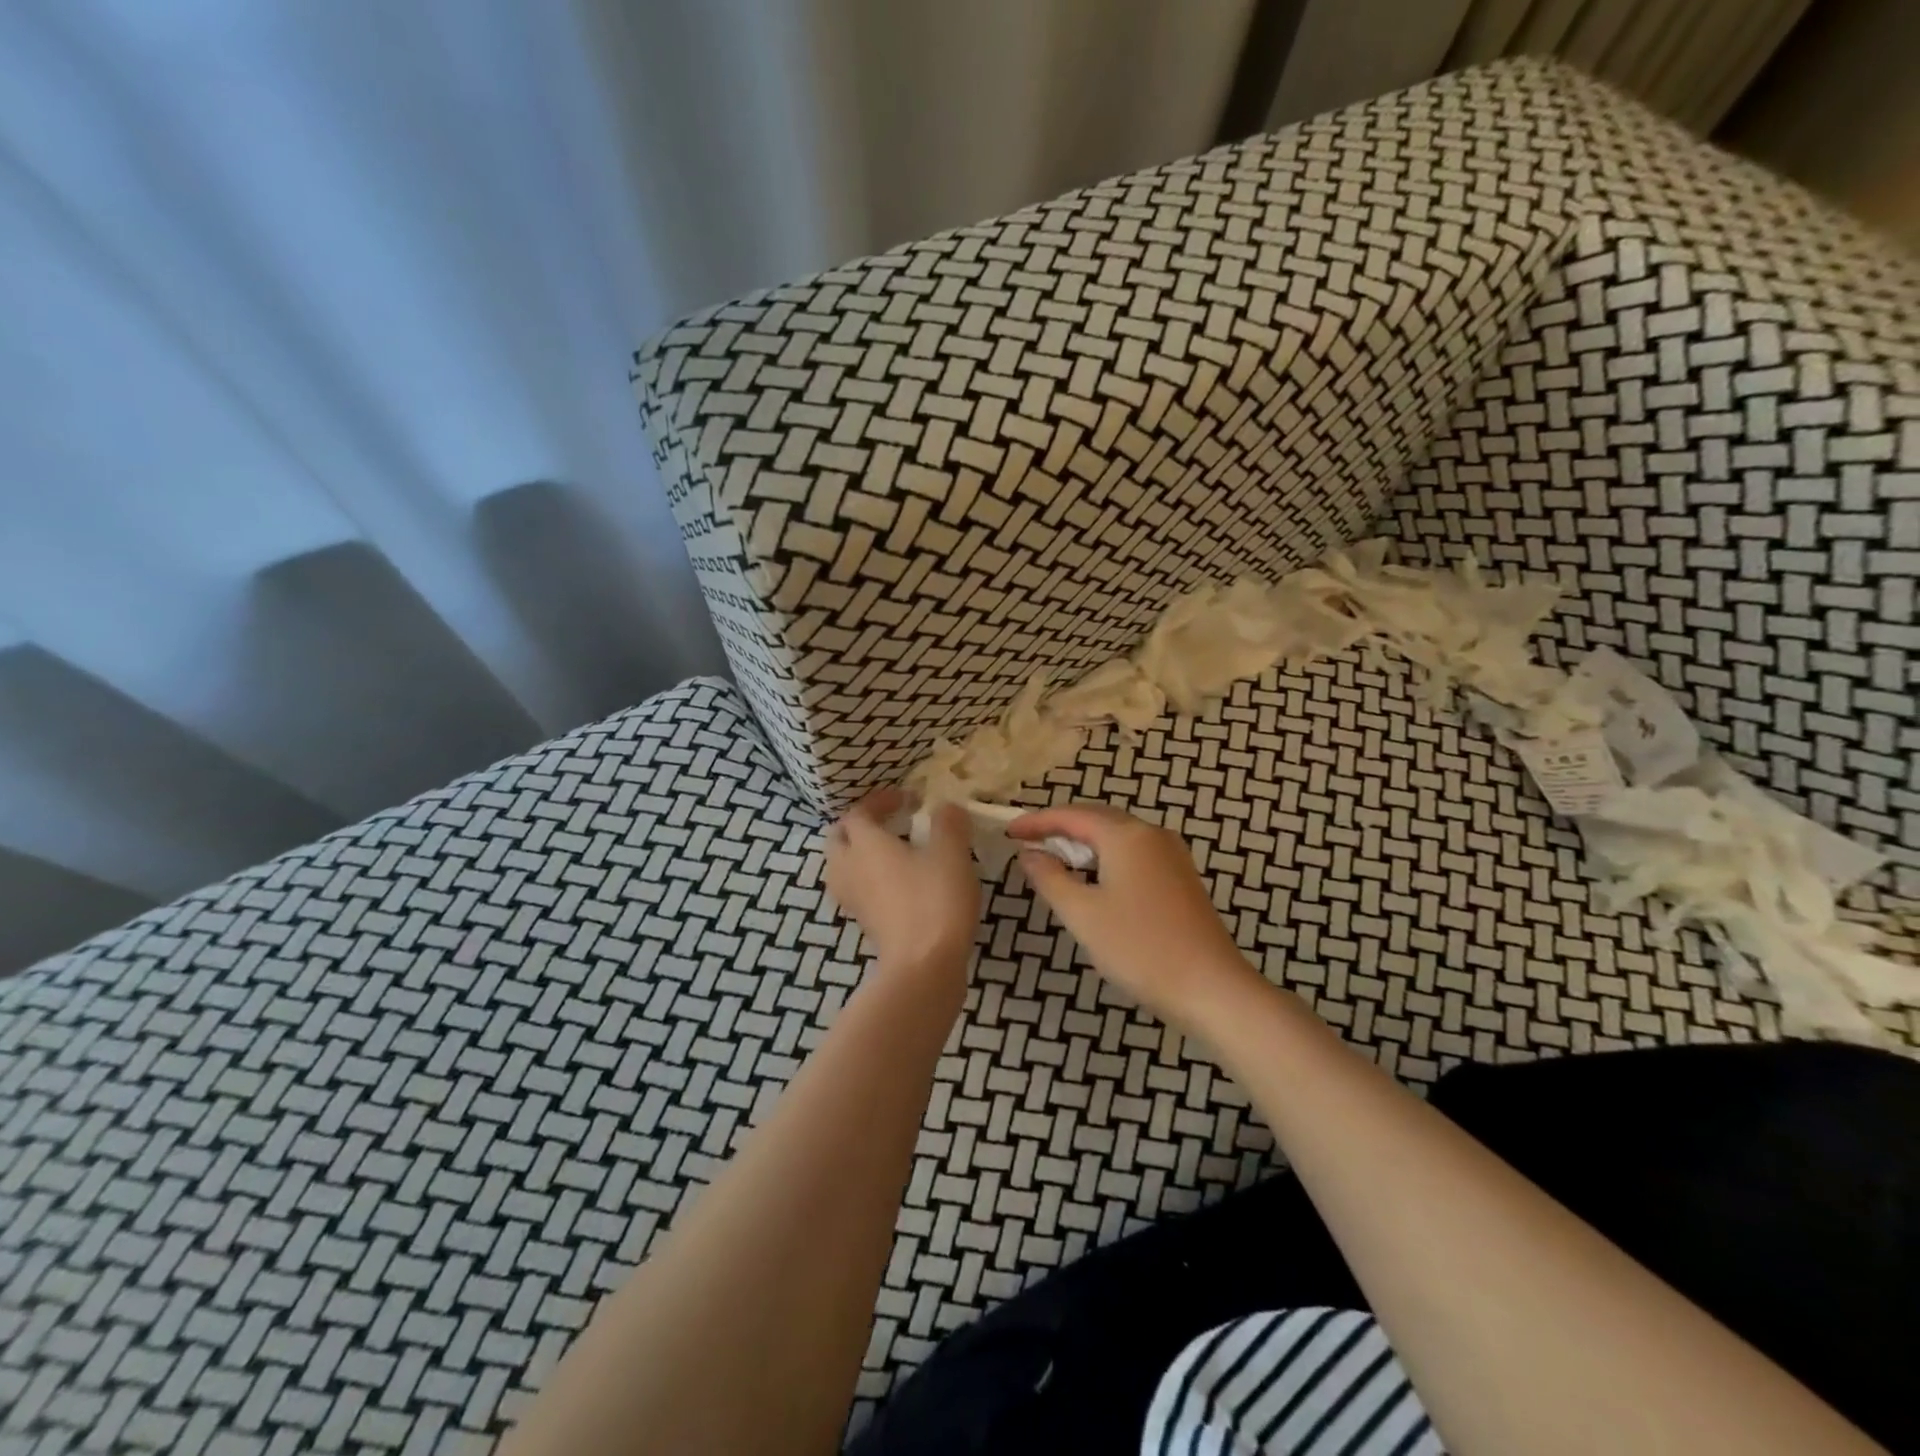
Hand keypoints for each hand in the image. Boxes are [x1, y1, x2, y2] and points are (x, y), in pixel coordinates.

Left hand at [825, 789, 980, 973]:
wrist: (924, 965)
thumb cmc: (935, 899)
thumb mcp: (951, 853)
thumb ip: (948, 824)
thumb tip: (946, 808)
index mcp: (865, 843)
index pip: (858, 812)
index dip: (879, 801)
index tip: (908, 800)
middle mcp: (849, 867)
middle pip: (839, 838)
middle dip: (860, 826)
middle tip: (889, 823)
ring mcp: (853, 899)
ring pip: (843, 866)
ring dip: (860, 854)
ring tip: (892, 853)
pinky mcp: (863, 923)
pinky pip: (857, 890)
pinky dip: (869, 879)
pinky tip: (899, 883)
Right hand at [1009, 803, 1261, 1028]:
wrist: (1211, 988)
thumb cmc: (1139, 948)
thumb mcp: (1082, 914)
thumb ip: (1050, 878)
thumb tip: (1029, 854)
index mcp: (1126, 835)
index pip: (1072, 815)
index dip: (1037, 822)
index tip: (1008, 832)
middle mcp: (1152, 834)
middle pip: (1097, 819)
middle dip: (1060, 828)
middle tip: (1028, 843)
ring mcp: (1172, 855)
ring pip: (1118, 837)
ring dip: (1084, 843)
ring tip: (1054, 861)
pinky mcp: (1181, 878)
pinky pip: (1134, 854)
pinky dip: (1106, 858)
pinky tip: (1094, 881)